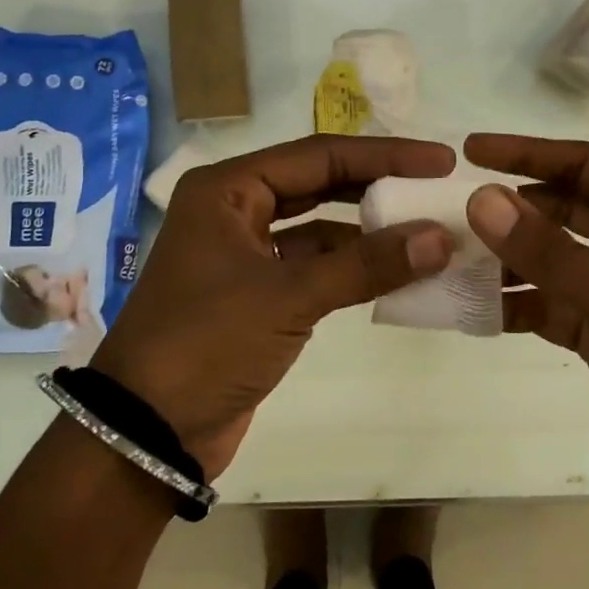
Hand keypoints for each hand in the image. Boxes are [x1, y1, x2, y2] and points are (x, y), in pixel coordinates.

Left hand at [94, 134, 456, 478]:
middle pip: (320, 183)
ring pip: (319, 227)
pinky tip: (395, 272)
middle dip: (378, 186)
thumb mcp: (289, 298)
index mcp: (229, 189)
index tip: (439, 161)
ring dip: (369, 231)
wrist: (147, 433)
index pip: (320, 155)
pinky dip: (352, 268)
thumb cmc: (207, 344)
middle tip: (436, 188)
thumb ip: (367, 264)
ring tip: (428, 231)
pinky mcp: (257, 293)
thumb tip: (441, 237)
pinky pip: (314, 266)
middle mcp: (235, 210)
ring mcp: (245, 253)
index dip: (384, 155)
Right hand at [463, 134, 588, 515]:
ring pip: (553, 256)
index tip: (471, 150)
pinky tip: (473, 308)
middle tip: (452, 210)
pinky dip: (516, 302)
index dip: (529, 154)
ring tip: (451, 259)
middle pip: (566, 207)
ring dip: (508, 258)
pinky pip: (550, 301)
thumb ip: (553, 258)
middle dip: (513, 208)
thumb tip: (483, 199)